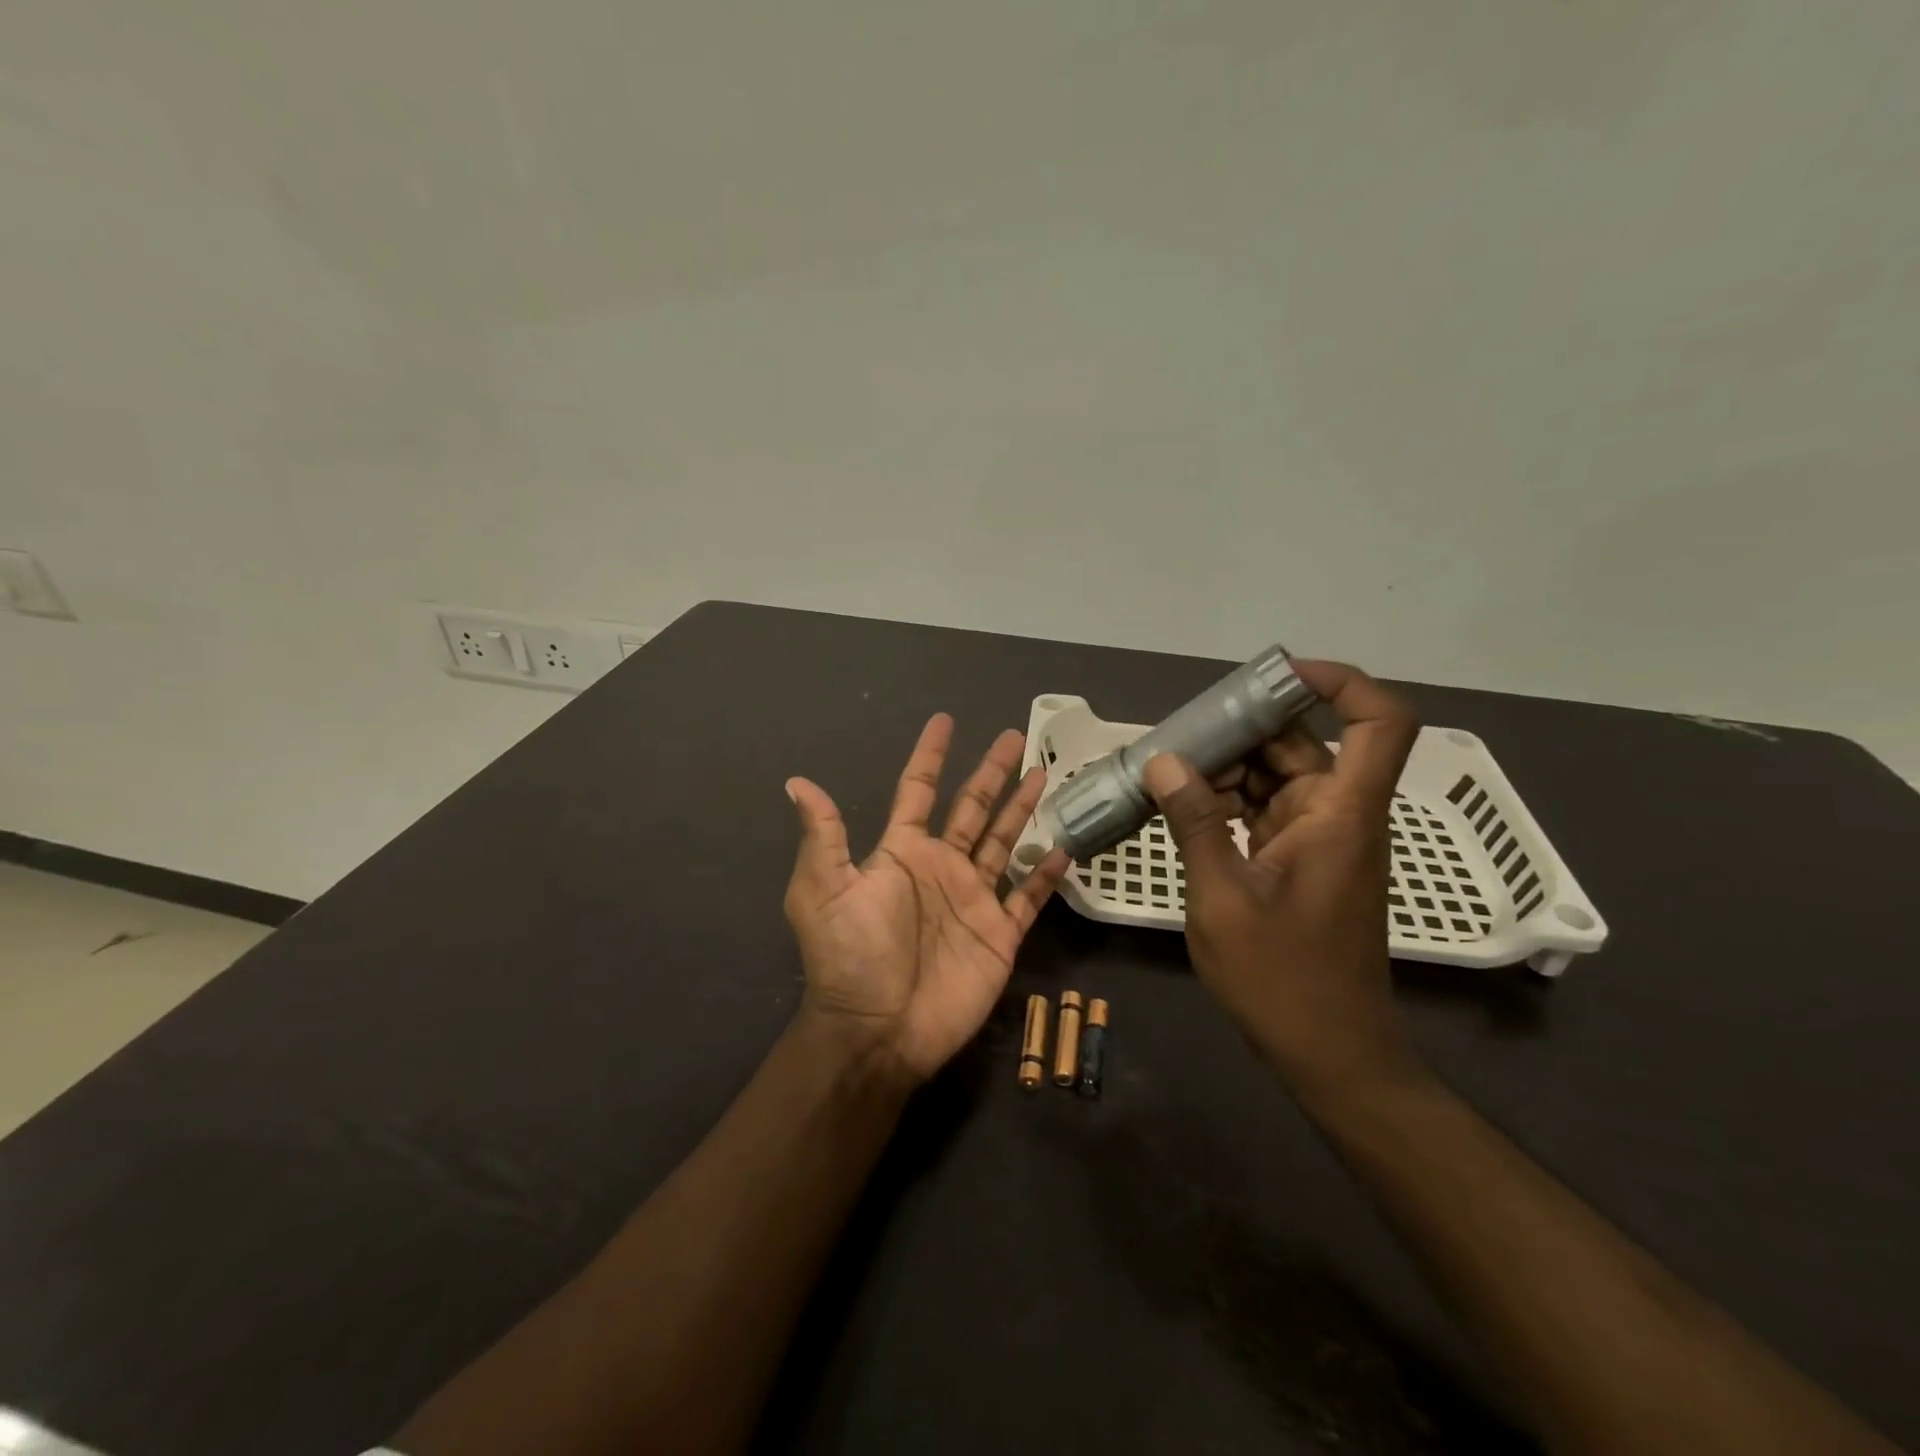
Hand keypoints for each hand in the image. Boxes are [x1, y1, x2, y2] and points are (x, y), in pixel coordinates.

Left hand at [784, 715, 1071, 1082]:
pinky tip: (1064, 848)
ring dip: (1022, 809)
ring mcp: (974, 899)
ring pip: (1006, 842)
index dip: (930, 756)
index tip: (944, 721)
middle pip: (972, 808)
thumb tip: (797, 782)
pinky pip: (1028, 897)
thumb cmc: (851, 957)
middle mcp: (941, 867)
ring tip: (1042, 773)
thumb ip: (823, 836)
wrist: (880, 1030)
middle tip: (1012, 737)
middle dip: (991, 772)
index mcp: (902, 853)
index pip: (918, 791)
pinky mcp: (1000, 934)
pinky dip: (1046, 875)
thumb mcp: (824, 891)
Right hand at [1141, 660, 1424, 1098]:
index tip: (1277, 676)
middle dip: (1245, 729)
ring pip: (1279, 777)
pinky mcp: (1299, 862)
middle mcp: (1338, 816)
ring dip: (1228, 768)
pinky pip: (1265, 810)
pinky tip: (1181, 806)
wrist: (1329, 1053)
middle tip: (1182, 731)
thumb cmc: (1282, 979)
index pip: (1378, 723)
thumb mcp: (1222, 898)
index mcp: (1341, 815)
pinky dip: (1228, 802)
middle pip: (1305, 744)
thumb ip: (1195, 823)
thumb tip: (1165, 762)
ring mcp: (1319, 840)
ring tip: (1168, 768)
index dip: (1340, 683)